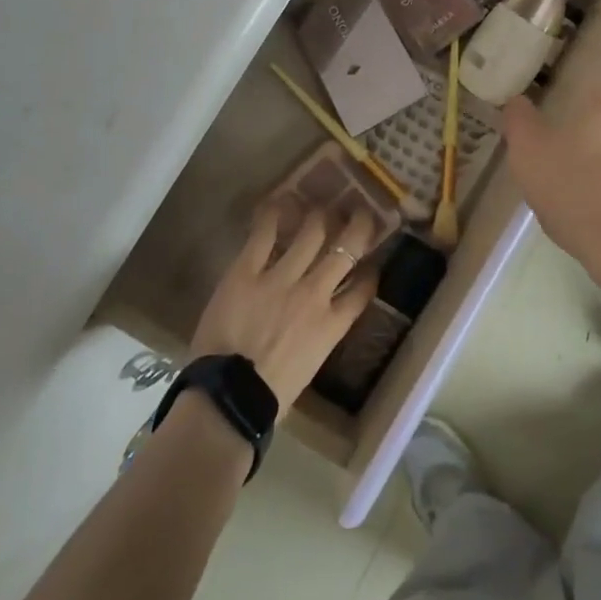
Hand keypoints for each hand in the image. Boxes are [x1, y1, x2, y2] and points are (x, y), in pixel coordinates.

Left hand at [190, 201, 378, 406]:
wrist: (229, 398)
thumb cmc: (269, 396)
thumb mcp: (309, 367)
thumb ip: (317, 337)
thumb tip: (313, 324)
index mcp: (332, 325)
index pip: (362, 290)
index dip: (369, 272)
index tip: (371, 262)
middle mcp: (314, 294)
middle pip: (346, 248)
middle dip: (356, 226)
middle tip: (357, 210)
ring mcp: (281, 279)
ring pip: (311, 232)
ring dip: (320, 215)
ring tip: (322, 204)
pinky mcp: (247, 271)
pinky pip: (264, 235)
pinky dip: (274, 216)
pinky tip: (281, 202)